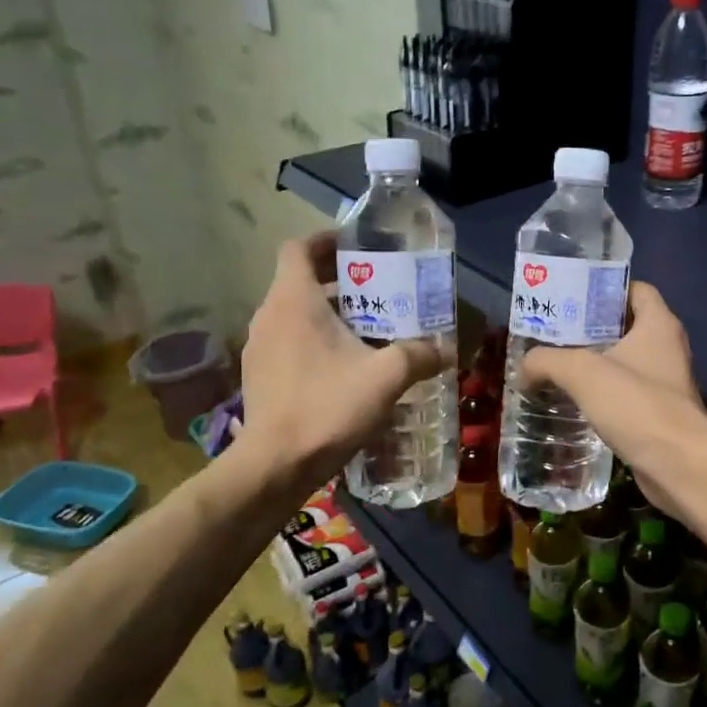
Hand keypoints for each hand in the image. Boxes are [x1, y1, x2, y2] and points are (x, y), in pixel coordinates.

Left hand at [227, 233, 450, 495]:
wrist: (275, 466)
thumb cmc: (327, 407)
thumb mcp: (385, 377)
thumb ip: (419, 355)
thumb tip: (447, 349)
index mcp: (293, 301)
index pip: (299, 248)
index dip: (327, 240)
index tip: (358, 246)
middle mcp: (269, 316)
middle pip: (299, 280)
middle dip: (338, 279)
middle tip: (378, 288)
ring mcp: (259, 348)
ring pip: (294, 313)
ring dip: (328, 312)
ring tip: (368, 327)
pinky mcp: (259, 377)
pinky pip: (289, 342)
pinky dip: (315, 340)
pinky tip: (346, 365)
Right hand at [523, 281, 706, 518]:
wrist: (680, 466)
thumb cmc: (637, 405)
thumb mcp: (583, 373)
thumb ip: (548, 360)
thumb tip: (525, 366)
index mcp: (659, 324)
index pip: (636, 289)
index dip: (604, 289)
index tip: (570, 299)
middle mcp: (667, 347)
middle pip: (625, 326)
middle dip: (589, 329)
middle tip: (552, 335)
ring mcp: (666, 382)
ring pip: (624, 363)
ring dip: (593, 366)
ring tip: (555, 368)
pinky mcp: (659, 414)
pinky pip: (626, 394)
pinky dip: (602, 395)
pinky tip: (574, 404)